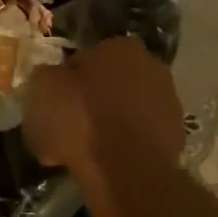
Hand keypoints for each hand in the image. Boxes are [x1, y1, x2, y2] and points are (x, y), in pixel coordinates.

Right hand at [22, 37, 183, 180]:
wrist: (126, 169)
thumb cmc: (79, 122)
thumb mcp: (41, 92)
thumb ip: (45, 78)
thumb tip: (50, 77)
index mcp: (118, 47)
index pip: (84, 59)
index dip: (66, 83)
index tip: (55, 105)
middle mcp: (151, 65)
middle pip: (111, 82)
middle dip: (93, 100)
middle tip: (71, 126)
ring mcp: (169, 100)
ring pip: (129, 109)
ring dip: (112, 123)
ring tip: (89, 149)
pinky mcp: (177, 134)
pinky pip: (141, 135)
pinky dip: (127, 144)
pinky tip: (109, 163)